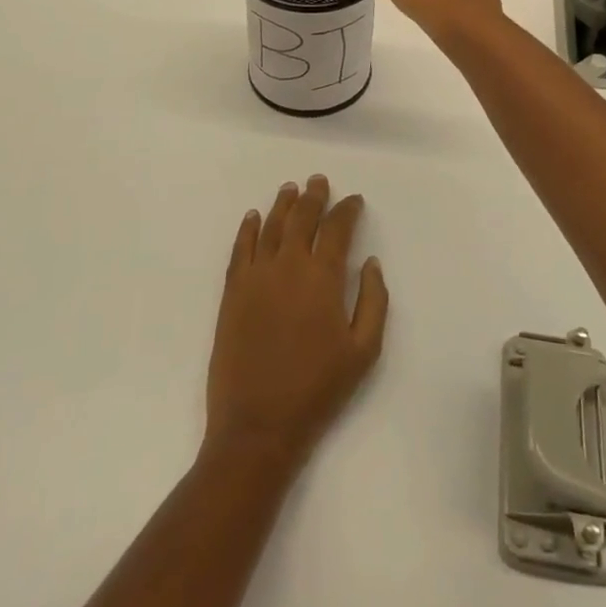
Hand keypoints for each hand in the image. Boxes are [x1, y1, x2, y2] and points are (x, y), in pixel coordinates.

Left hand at [204, 176, 388, 468]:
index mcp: (323, 278)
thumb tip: (371, 263)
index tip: (354, 201)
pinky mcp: (232, 293)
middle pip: (302, 218)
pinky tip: (253, 217)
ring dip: (282, 204)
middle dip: (313, 197)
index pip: (337, 229)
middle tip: (319, 181)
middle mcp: (288, 266)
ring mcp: (256, 277)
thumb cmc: (318, 389)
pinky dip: (248, 229)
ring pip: (271, 227)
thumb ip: (374, 301)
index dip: (347, 210)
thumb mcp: (364, 351)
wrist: (258, 424)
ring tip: (290, 188)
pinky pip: (240, 249)